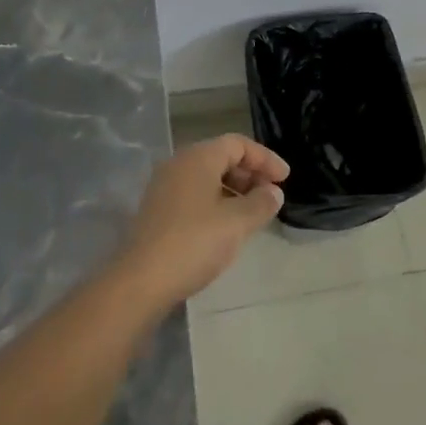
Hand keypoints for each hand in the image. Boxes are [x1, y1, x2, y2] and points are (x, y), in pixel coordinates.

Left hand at [116, 135, 288, 310]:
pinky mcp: (157, 211)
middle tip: (270, 196)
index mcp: (198, 157)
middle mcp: (178, 164)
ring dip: (234, 190)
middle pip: (221, 157)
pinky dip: (216, 202)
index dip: (265, 158)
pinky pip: (194, 195)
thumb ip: (261, 203)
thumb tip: (273, 192)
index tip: (285, 179)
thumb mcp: (237, 222)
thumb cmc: (194, 242)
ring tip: (253, 214)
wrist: (140, 281)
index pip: (238, 144)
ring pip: (207, 177)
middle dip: (250, 174)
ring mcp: (164, 187)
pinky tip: (226, 227)